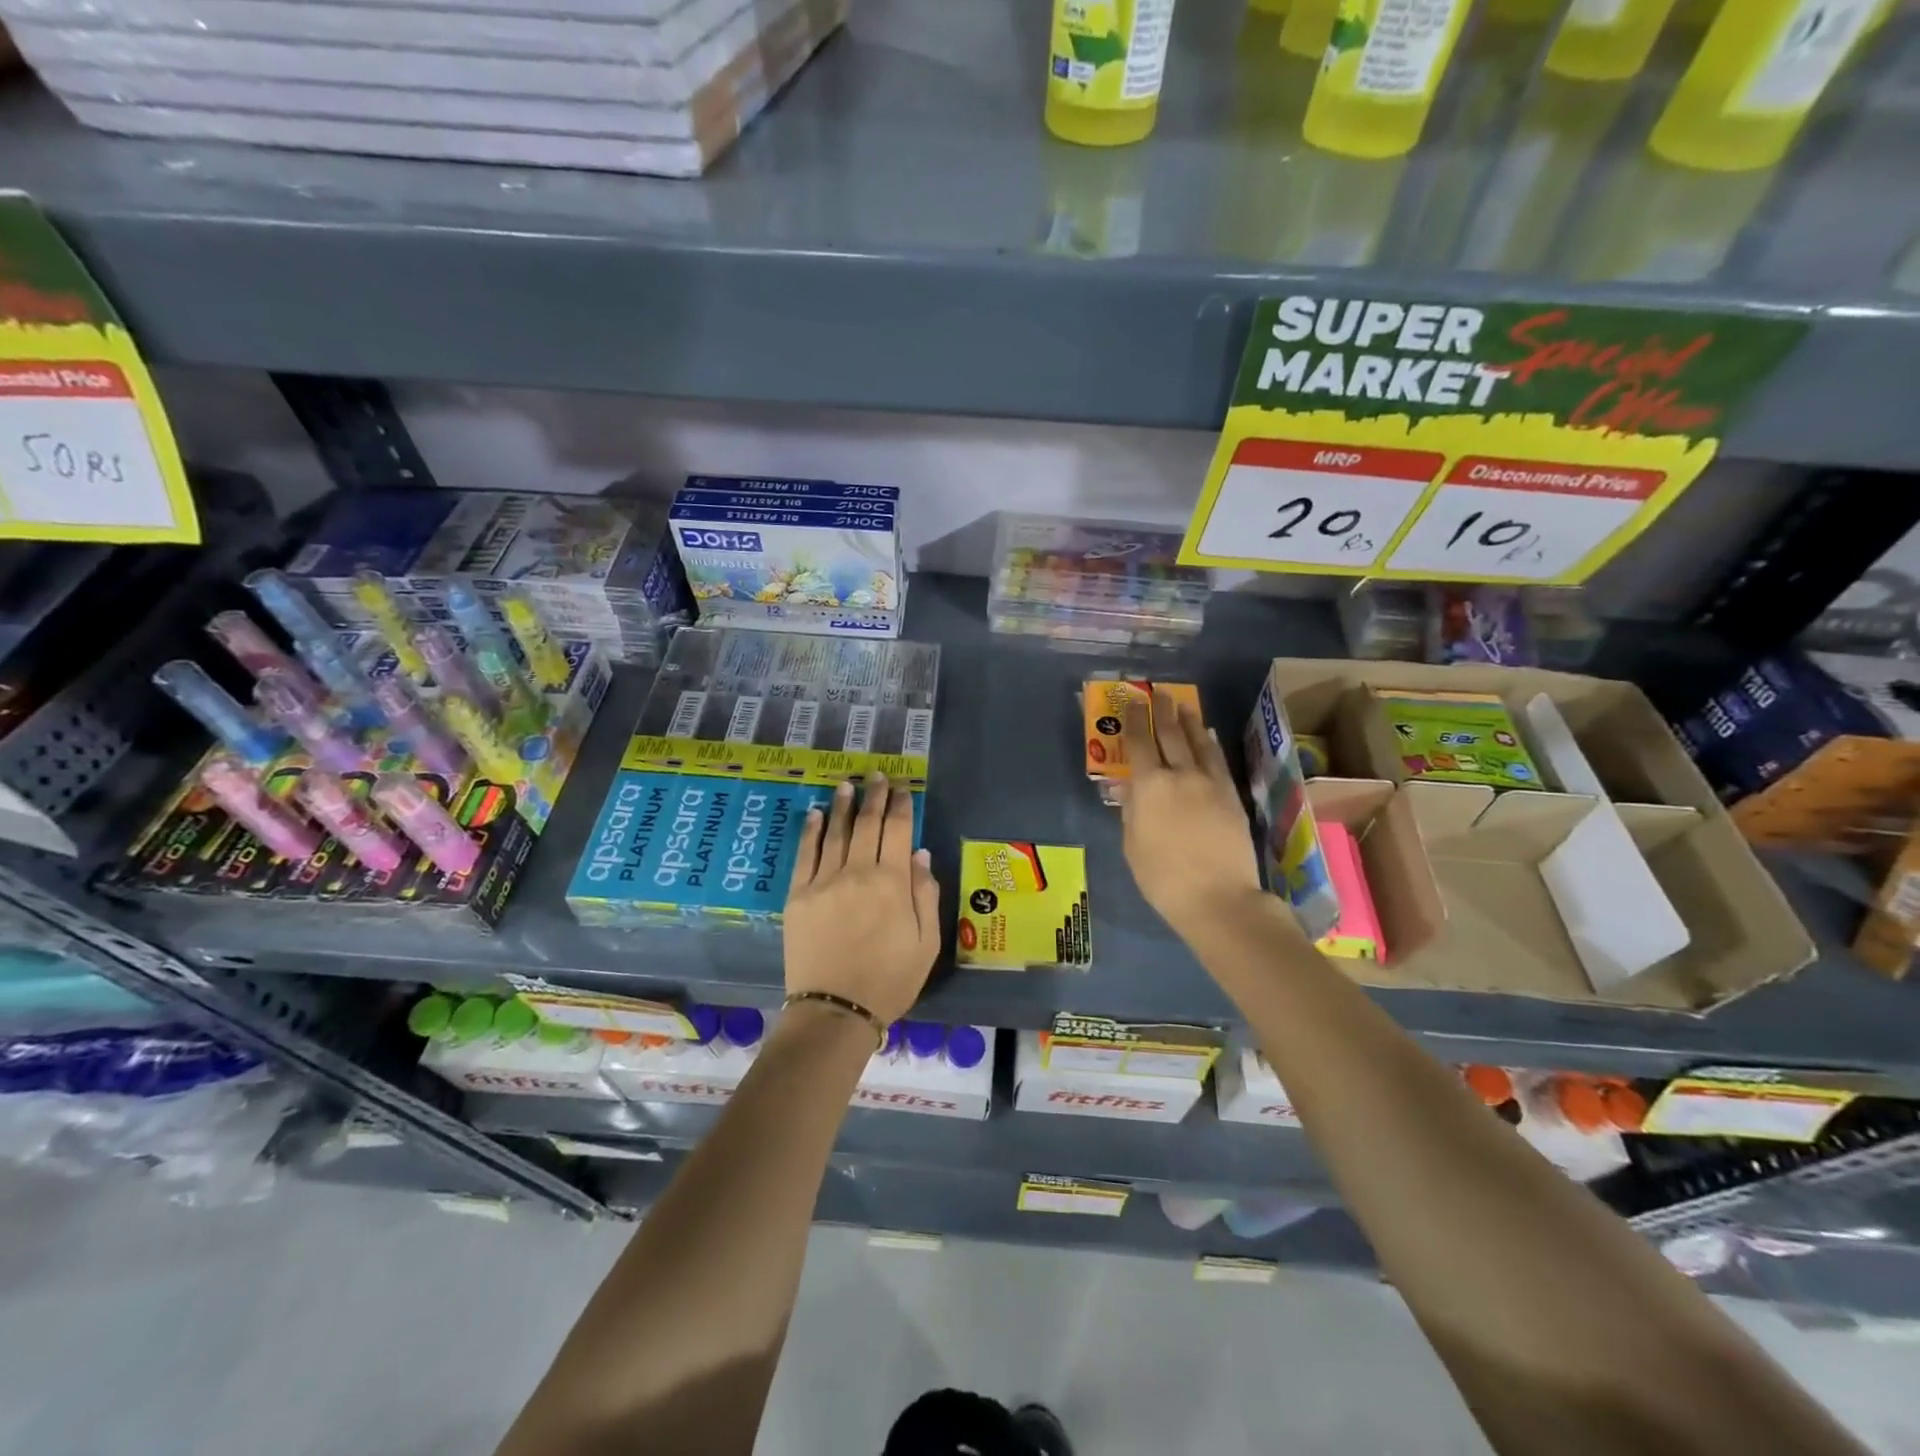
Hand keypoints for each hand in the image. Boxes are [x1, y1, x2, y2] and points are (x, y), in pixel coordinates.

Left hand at [784, 773, 940, 1025]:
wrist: (835, 1011)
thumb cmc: (890, 980)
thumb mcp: (926, 943)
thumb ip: (925, 894)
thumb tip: (919, 854)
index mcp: (892, 883)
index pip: (898, 831)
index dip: (901, 805)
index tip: (902, 788)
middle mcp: (857, 872)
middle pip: (868, 824)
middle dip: (875, 796)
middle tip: (877, 776)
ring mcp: (823, 881)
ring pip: (835, 832)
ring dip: (843, 805)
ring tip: (848, 784)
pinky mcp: (798, 895)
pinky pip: (805, 854)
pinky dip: (811, 830)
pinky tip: (815, 813)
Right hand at [1117, 691, 1265, 941]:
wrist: (1218, 898)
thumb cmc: (1163, 878)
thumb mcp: (1133, 845)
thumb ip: (1131, 811)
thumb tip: (1129, 787)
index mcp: (1149, 786)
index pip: (1138, 743)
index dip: (1133, 720)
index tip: (1131, 703)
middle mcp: (1180, 775)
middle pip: (1170, 734)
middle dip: (1161, 710)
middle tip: (1157, 692)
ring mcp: (1209, 782)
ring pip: (1198, 741)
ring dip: (1188, 720)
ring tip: (1183, 704)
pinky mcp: (1231, 795)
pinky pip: (1218, 760)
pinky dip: (1210, 743)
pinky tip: (1208, 734)